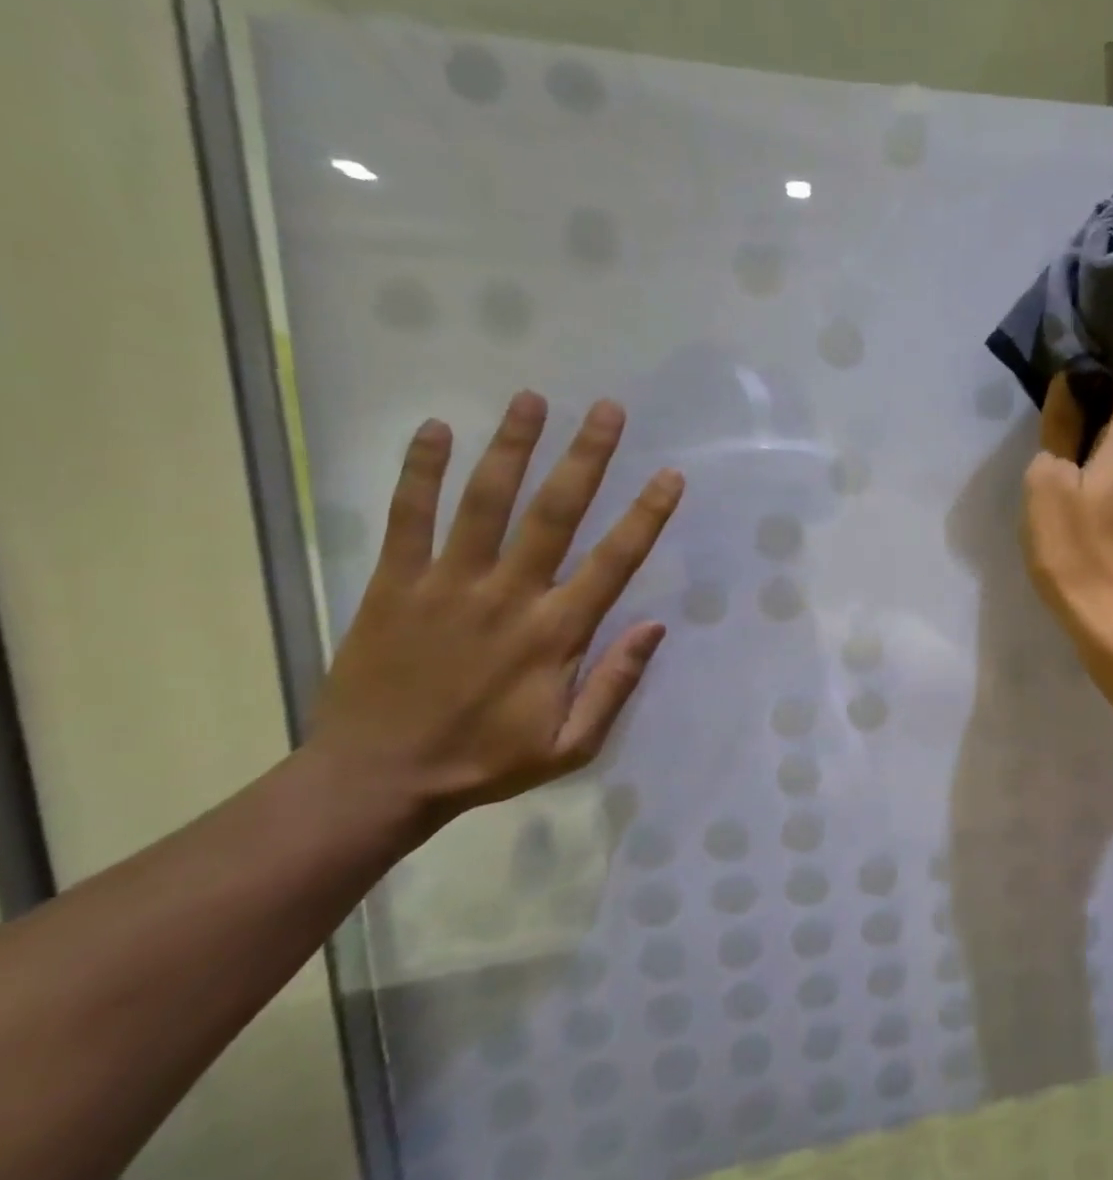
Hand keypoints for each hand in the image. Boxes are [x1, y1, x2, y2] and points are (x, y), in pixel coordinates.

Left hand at [306, 391, 682, 841]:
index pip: (613, 562)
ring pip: (485, 502)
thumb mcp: (572, 745)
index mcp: (556, 634)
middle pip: (554, 513)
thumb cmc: (485, 762)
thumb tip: (656, 626)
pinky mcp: (394, 584)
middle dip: (586, 458)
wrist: (376, 779)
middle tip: (608, 410)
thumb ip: (616, 684)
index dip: (646, 516)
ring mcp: (447, 584)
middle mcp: (508, 596)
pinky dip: (419, 471)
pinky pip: (408, 518)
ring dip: (512, 448)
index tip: (670, 475)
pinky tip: (436, 430)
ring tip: (533, 399)